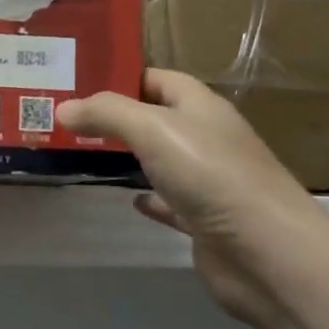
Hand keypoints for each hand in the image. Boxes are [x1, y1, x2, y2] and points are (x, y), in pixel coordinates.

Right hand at [58, 70, 328, 328]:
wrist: (265, 252)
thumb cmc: (211, 176)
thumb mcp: (154, 130)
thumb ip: (107, 114)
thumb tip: (63, 109)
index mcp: (202, 108)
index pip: (159, 79)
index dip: (123, 76)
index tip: (79, 81)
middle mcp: (208, 139)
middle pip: (159, 118)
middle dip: (119, 117)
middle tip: (70, 119)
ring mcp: (209, 182)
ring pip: (164, 160)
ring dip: (131, 156)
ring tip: (86, 154)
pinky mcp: (206, 222)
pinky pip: (172, 203)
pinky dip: (151, 199)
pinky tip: (130, 200)